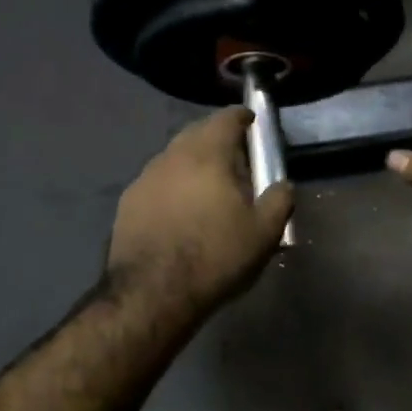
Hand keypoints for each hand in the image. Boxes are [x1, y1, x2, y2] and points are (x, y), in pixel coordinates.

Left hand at [107, 108, 293, 315]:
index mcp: (207, 155)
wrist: (153, 293)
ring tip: (209, 186)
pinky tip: (182, 211)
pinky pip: (158, 183)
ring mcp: (144, 179)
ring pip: (174, 158)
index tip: (251, 121)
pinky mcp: (127, 204)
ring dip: (193, 163)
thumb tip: (283, 184)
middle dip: (216, 138)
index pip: (225, 119)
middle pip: (196, 133)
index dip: (241, 117)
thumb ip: (279, 200)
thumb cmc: (215, 256)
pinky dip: (174, 186)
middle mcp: (172, 157)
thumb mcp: (264, 232)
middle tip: (236, 156)